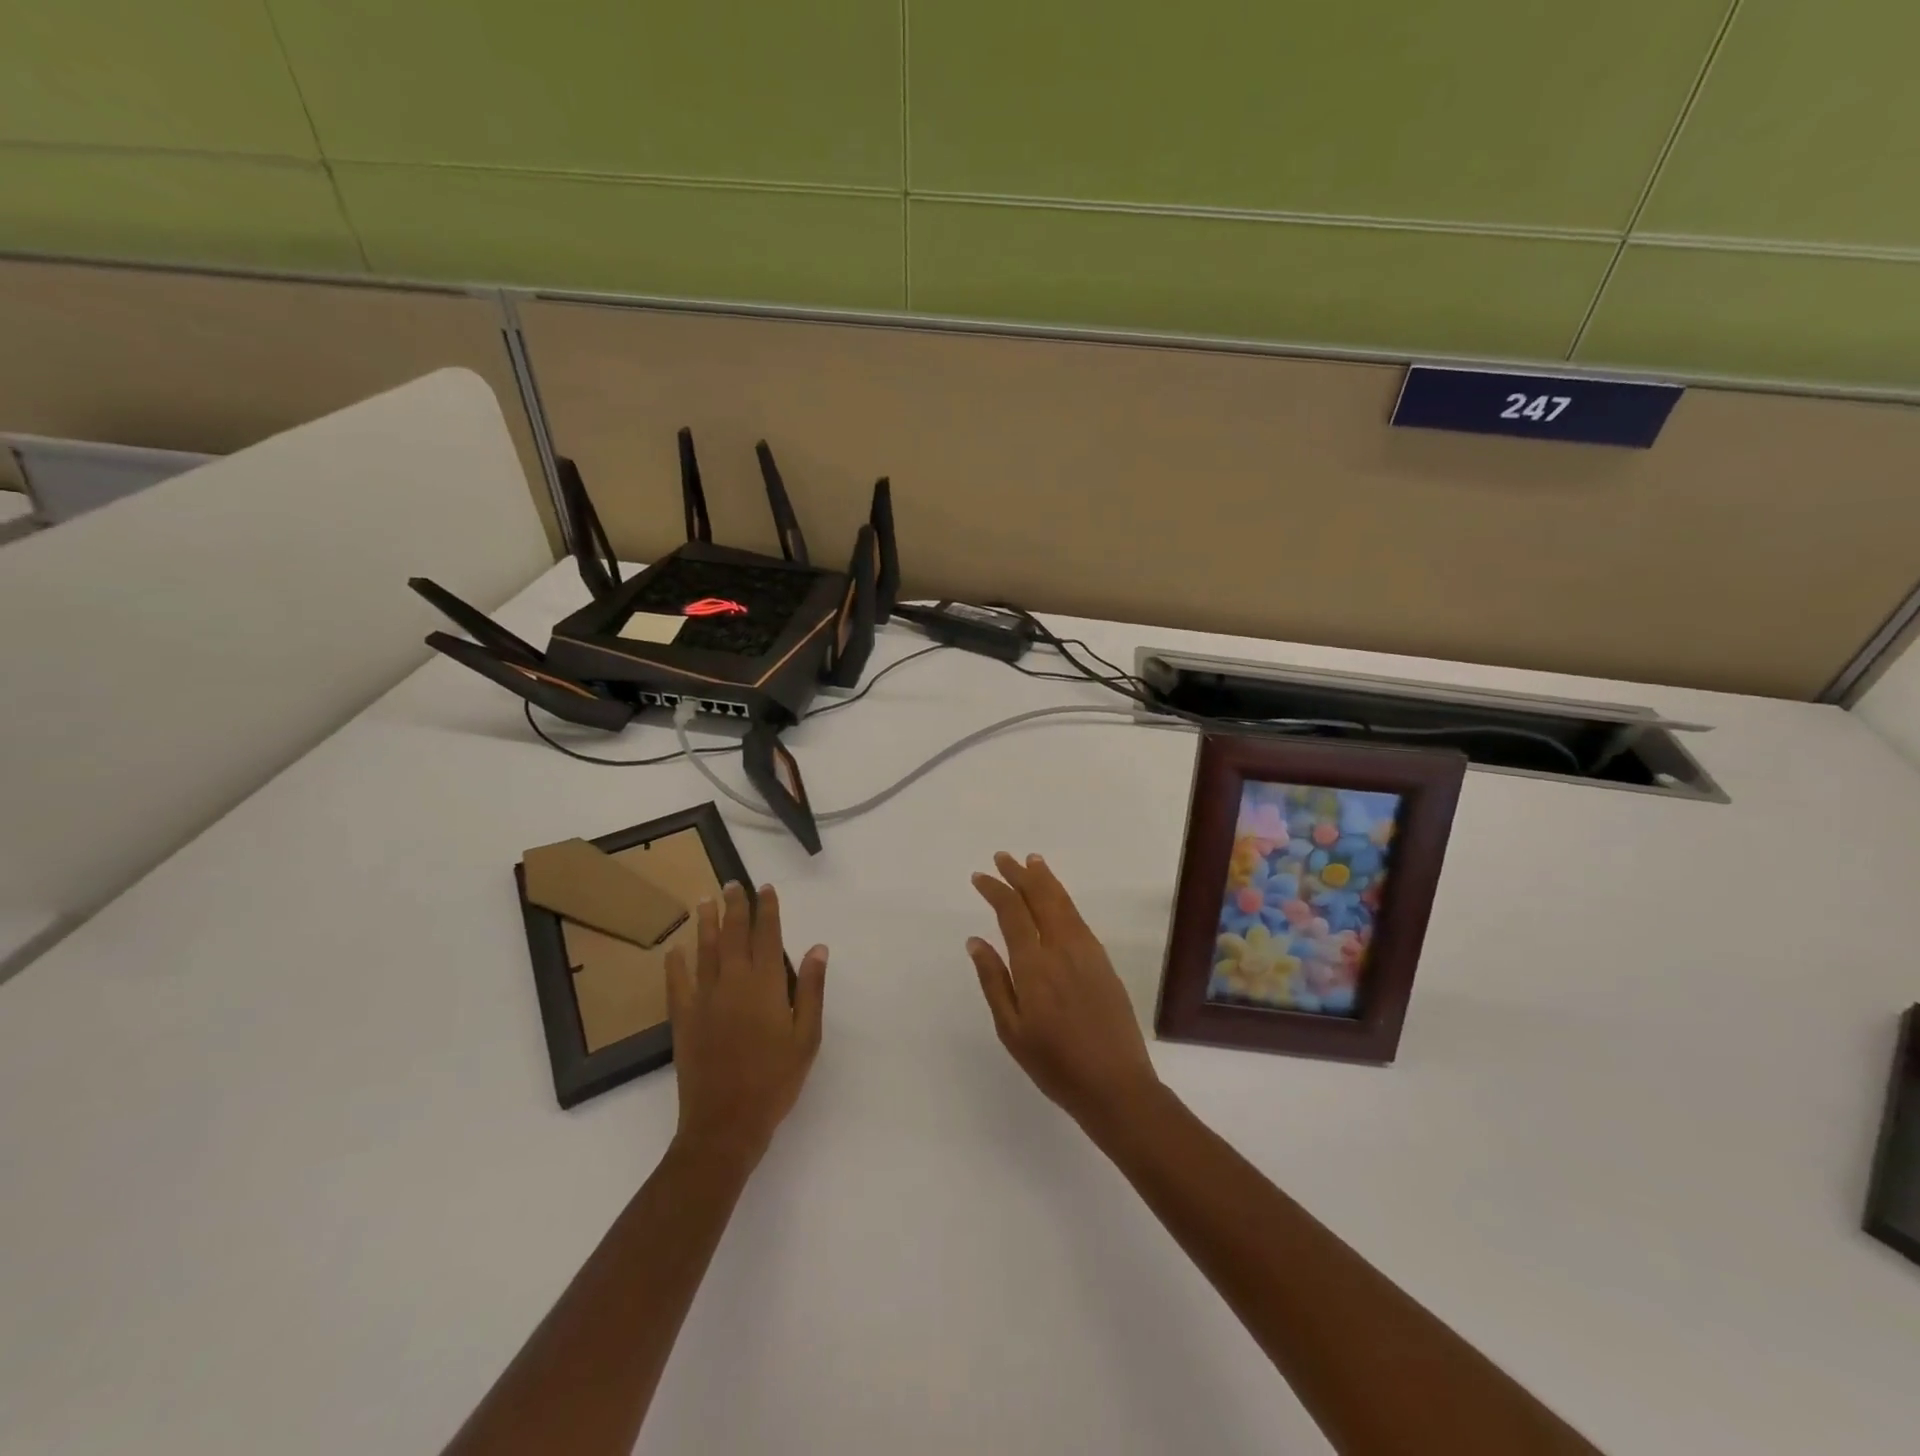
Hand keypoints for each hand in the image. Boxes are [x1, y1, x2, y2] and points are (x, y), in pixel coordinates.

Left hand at [665, 883, 826, 1168]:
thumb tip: (817, 948)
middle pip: (733, 935)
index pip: (767, 935)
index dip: (767, 909)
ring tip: (704, 901)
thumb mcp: (807, 1036)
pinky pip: (677, 983)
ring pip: (705, 951)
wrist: (726, 1123)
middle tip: (732, 884)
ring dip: (706, 924)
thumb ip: (811, 989)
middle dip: (735, 907)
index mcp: (765, 985)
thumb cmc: (775, 1079)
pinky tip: (675, 949)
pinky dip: (675, 964)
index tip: (765, 888)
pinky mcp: (683, 1019)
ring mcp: (704, 1000)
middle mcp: (733, 983)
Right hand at [967, 852, 1160, 1127]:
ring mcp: (1087, 952)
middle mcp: (1062, 948)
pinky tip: (1057, 899)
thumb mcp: (1011, 1030)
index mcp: (1034, 965)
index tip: (980, 877)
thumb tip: (975, 941)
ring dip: (1045, 880)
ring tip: (1032, 862)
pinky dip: (1063, 899)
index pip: (1012, 913)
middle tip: (1003, 857)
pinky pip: (1078, 918)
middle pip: (1040, 898)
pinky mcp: (1103, 961)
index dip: (996, 890)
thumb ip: (994, 980)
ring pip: (1063, 903)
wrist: (1116, 1085)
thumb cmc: (1054, 1064)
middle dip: (1020, 874)